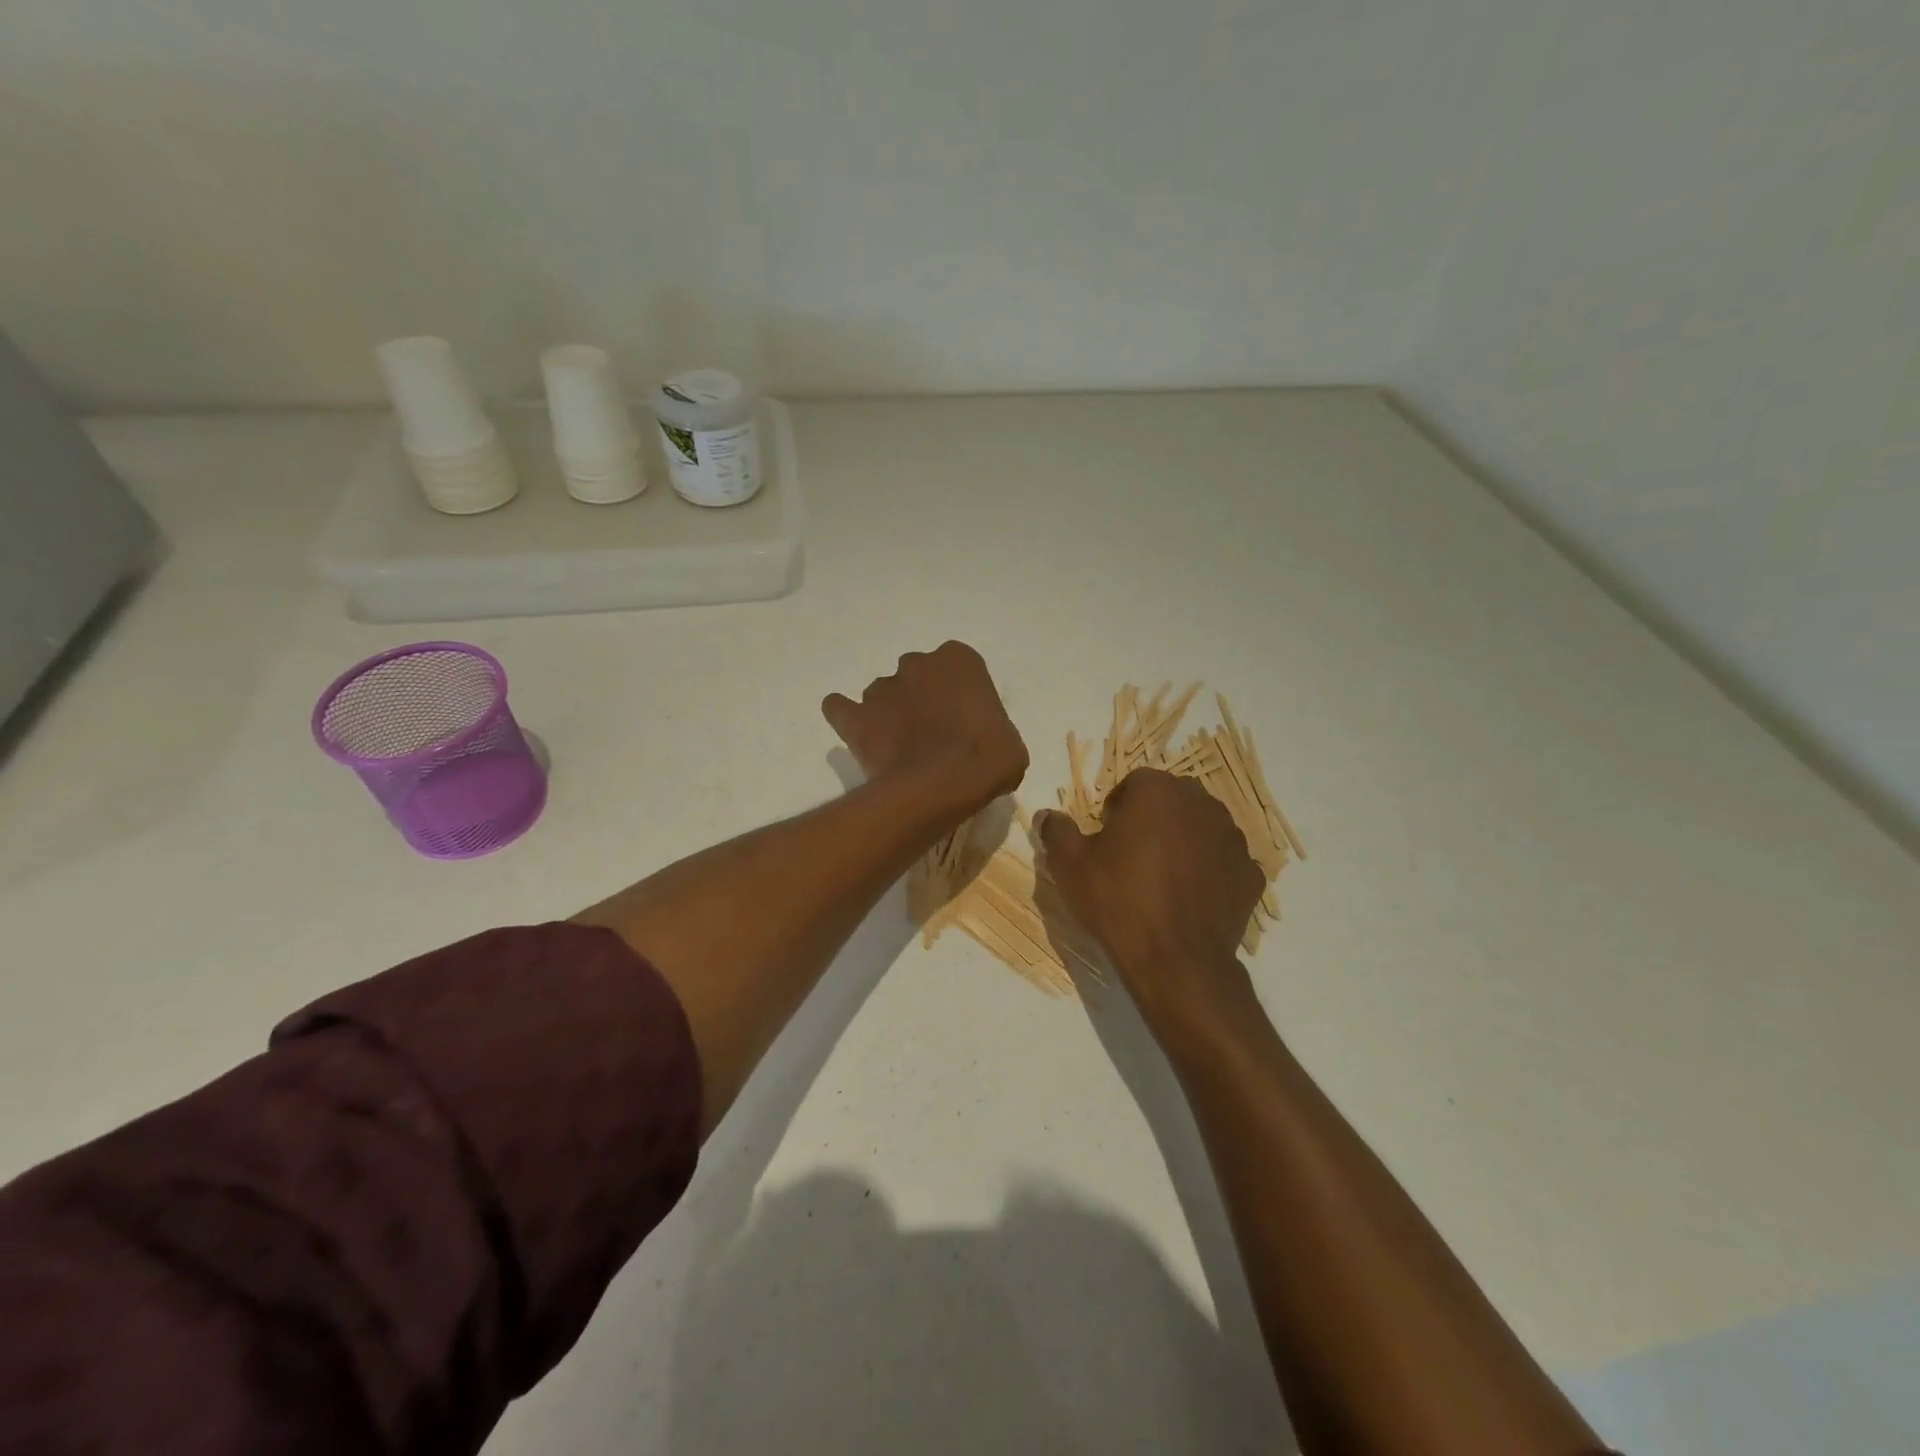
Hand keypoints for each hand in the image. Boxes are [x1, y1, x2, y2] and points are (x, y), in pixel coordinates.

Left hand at [823, 642, 1028, 815]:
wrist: (942, 783)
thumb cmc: (987, 758)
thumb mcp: (1009, 744)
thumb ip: (992, 731)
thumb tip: (981, 749)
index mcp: (959, 660)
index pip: (959, 669)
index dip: (959, 696)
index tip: (964, 723)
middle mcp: (917, 663)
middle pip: (918, 676)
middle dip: (922, 699)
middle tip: (933, 735)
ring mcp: (882, 688)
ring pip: (883, 694)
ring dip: (889, 713)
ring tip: (900, 748)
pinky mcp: (856, 716)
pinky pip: (841, 709)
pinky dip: (846, 717)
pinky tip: (859, 734)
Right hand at [1038, 769, 1265, 1036]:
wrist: (1176, 961)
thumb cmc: (1119, 901)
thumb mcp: (1069, 865)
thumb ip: (1057, 831)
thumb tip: (1047, 816)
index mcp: (1158, 791)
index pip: (1135, 783)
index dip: (1117, 809)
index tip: (1107, 839)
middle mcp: (1202, 804)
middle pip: (1172, 801)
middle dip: (1154, 820)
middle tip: (1132, 856)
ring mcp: (1233, 839)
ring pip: (1201, 829)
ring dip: (1184, 842)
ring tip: (1163, 879)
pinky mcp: (1251, 874)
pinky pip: (1224, 863)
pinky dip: (1210, 873)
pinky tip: (1190, 900)